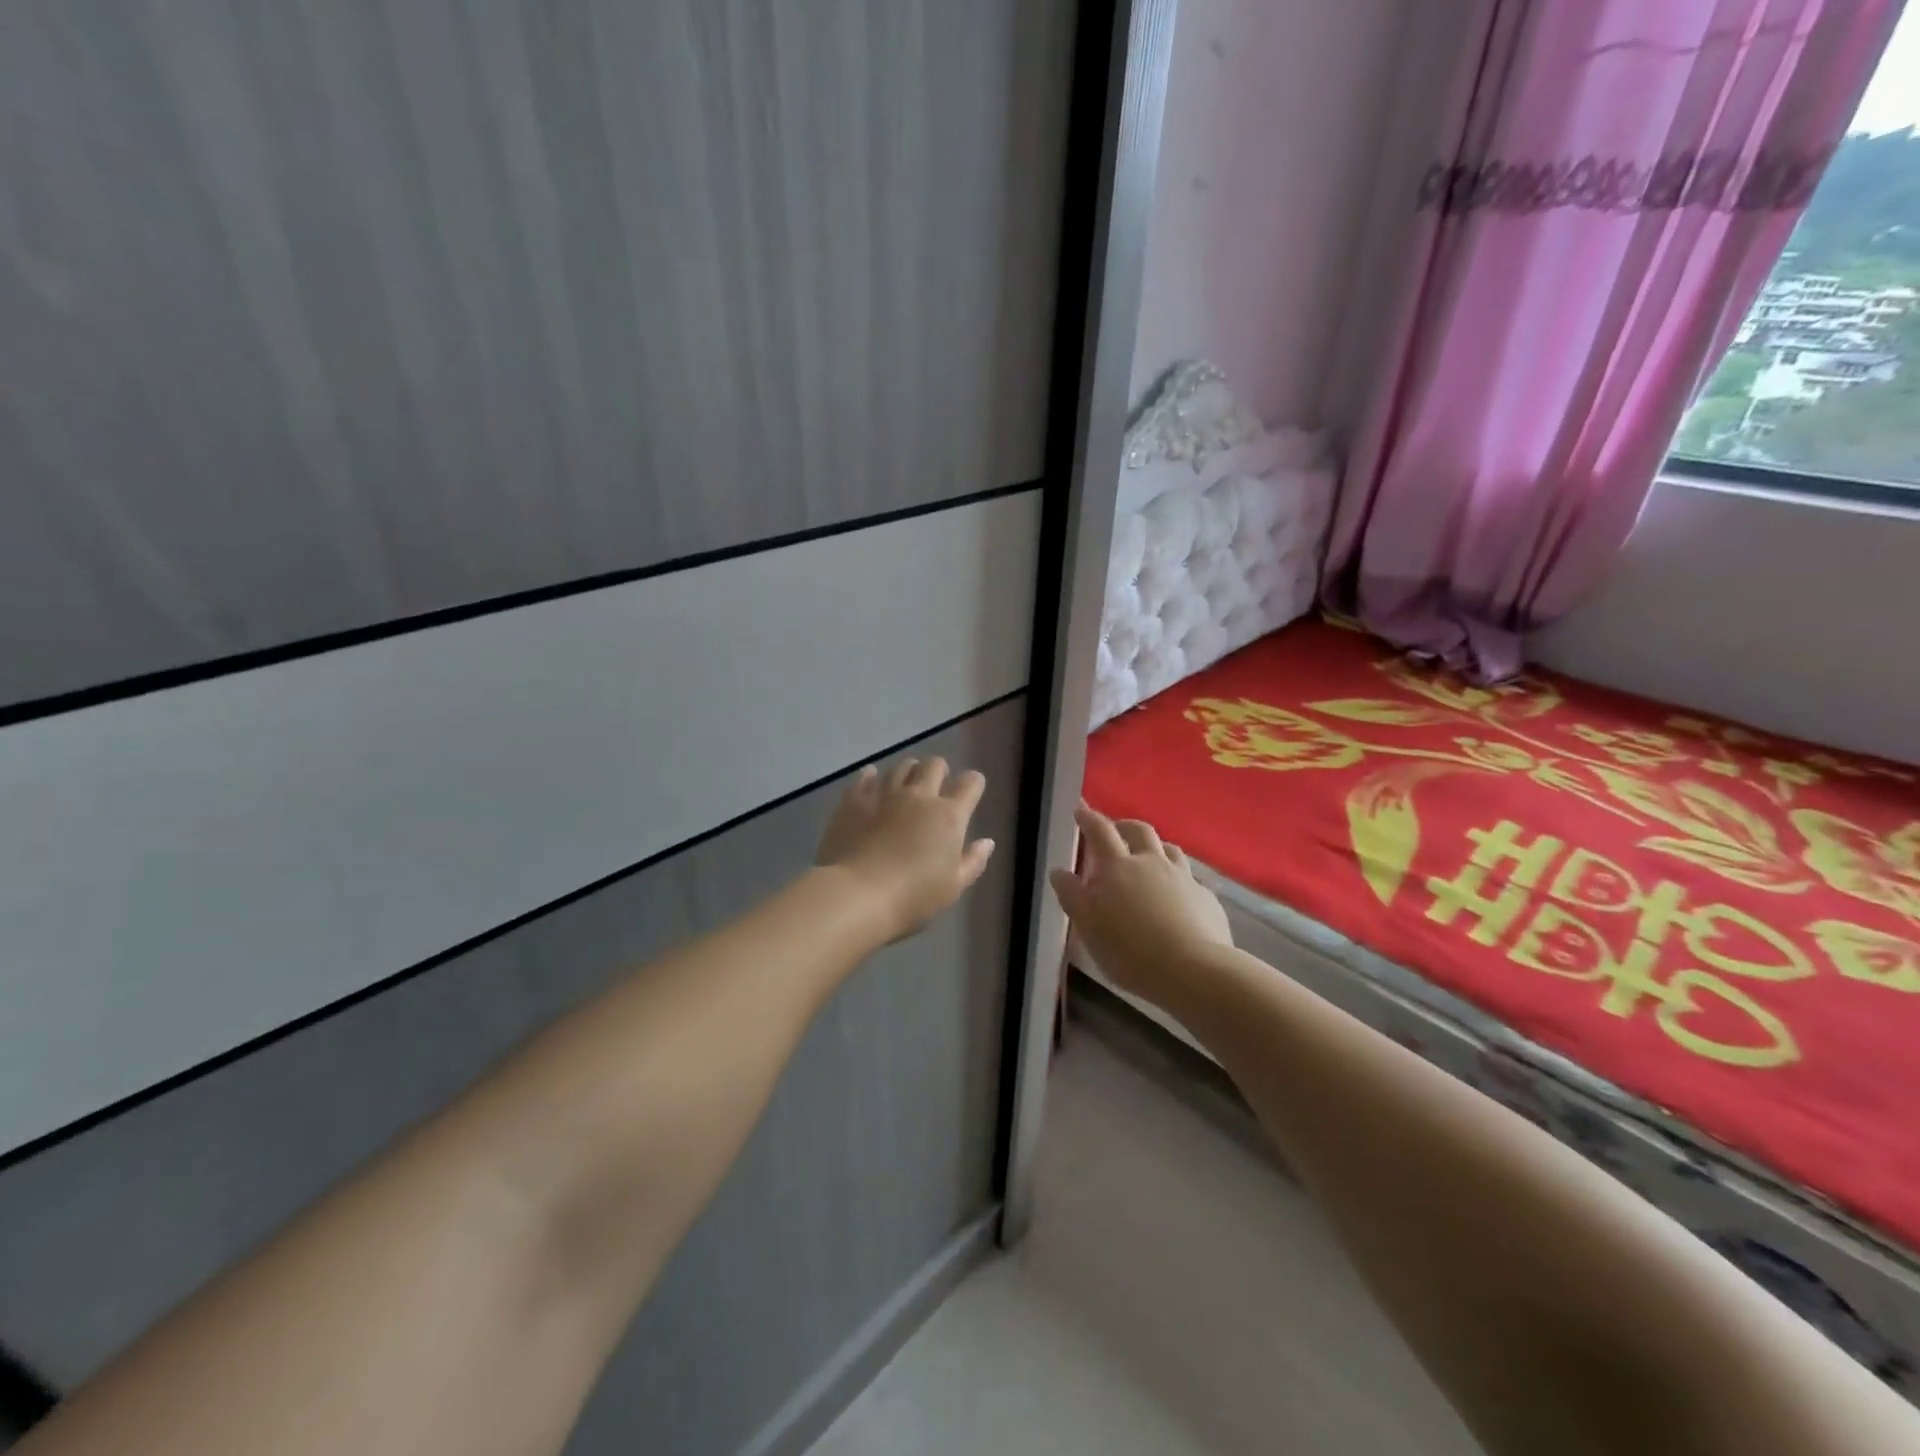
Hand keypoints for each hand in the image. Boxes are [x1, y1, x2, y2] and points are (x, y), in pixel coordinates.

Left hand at [815, 758, 995, 942]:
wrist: (858, 895)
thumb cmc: (913, 897)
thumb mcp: (953, 887)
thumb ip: (973, 861)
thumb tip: (986, 842)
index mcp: (949, 816)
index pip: (970, 784)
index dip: (973, 784)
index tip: (970, 792)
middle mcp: (919, 796)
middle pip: (935, 765)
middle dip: (939, 771)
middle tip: (935, 787)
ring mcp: (885, 794)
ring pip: (902, 766)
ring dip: (909, 771)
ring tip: (905, 785)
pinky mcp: (855, 799)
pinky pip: (866, 776)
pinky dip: (872, 776)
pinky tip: (872, 783)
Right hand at [1049, 805, 1231, 1009]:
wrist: (1194, 971)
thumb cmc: (1130, 950)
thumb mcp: (1089, 927)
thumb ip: (1072, 896)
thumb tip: (1059, 871)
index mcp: (1118, 867)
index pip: (1100, 831)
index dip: (1088, 818)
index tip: (1080, 810)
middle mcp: (1152, 862)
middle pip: (1139, 831)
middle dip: (1125, 826)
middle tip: (1116, 830)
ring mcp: (1183, 878)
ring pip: (1170, 849)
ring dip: (1156, 848)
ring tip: (1149, 858)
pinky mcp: (1206, 898)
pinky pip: (1191, 879)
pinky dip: (1180, 880)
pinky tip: (1179, 896)